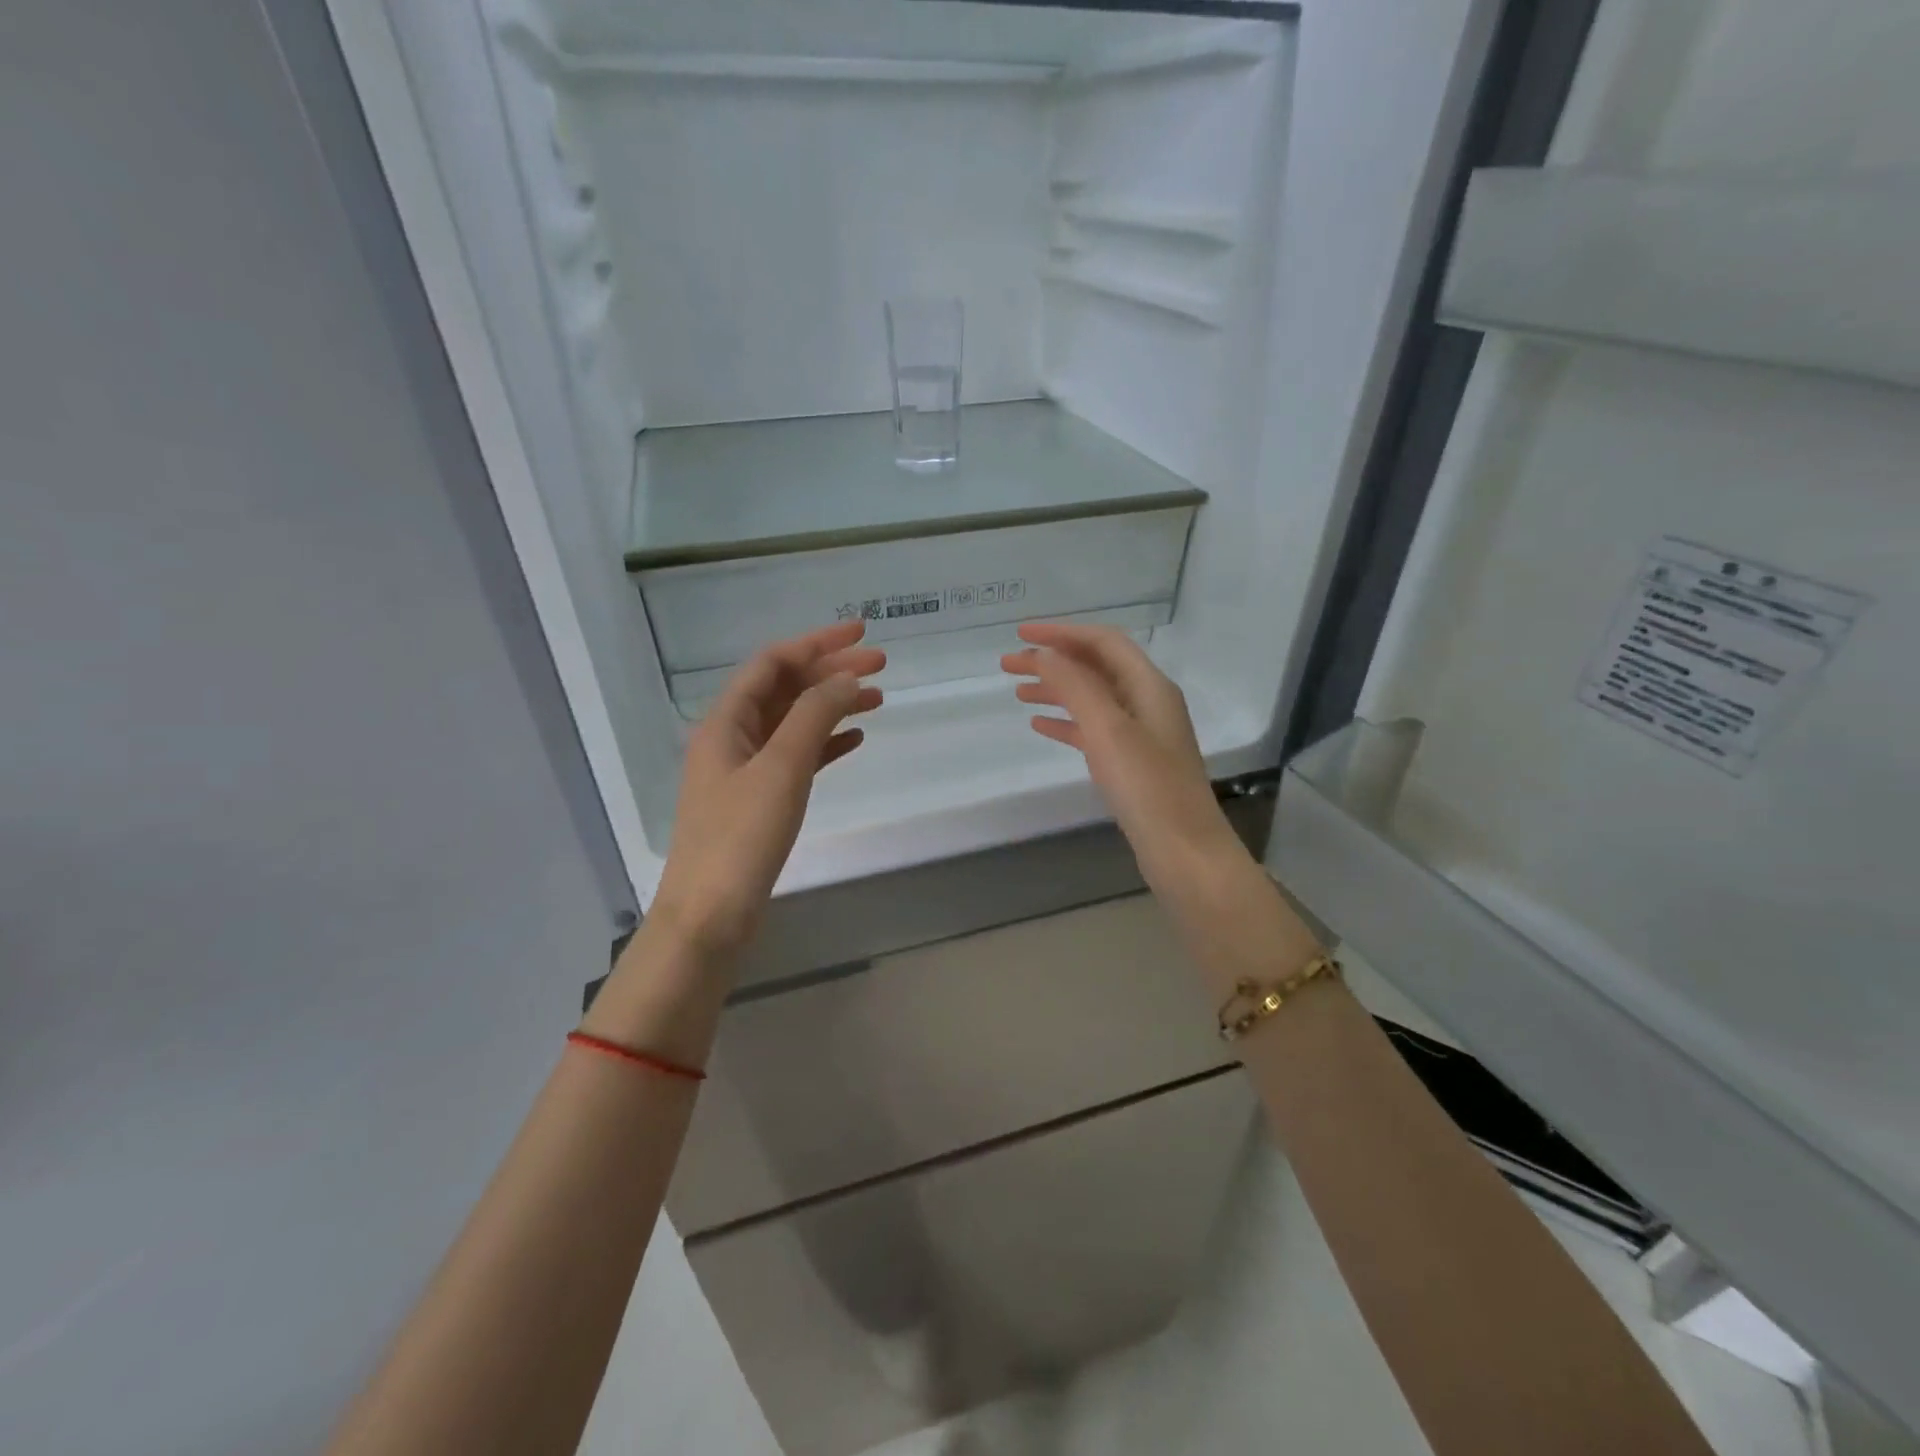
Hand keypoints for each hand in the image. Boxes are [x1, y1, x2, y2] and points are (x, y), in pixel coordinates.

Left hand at [651, 621, 883, 955]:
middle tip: (882, 665)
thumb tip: (847, 678)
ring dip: (833, 706)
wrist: (709, 918)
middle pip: (785, 689)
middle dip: (831, 672)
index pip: (773, 663)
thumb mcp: (781, 769)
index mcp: (726, 721)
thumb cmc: (740, 838)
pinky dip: (826, 743)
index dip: (817, 643)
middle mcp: (732, 738)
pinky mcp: (760, 801)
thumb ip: (814, 716)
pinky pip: (798, 758)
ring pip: (794, 723)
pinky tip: (855, 740)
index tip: (863, 634)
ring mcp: (745, 771)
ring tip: (879, 699)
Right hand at [1002, 623, 1248, 914]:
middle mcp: (1148, 702)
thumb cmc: (1148, 787)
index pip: (1103, 642)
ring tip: (1018, 692)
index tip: (1020, 634)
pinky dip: (1066, 722)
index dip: (1061, 633)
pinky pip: (1094, 730)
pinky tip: (1040, 726)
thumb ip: (1075, 685)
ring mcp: (1141, 734)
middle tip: (1008, 665)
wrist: (1183, 852)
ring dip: (1056, 690)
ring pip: (1092, 699)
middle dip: (1053, 661)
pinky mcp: (1133, 764)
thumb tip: (1044, 653)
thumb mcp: (1108, 729)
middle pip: (1095, 668)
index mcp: (1149, 686)